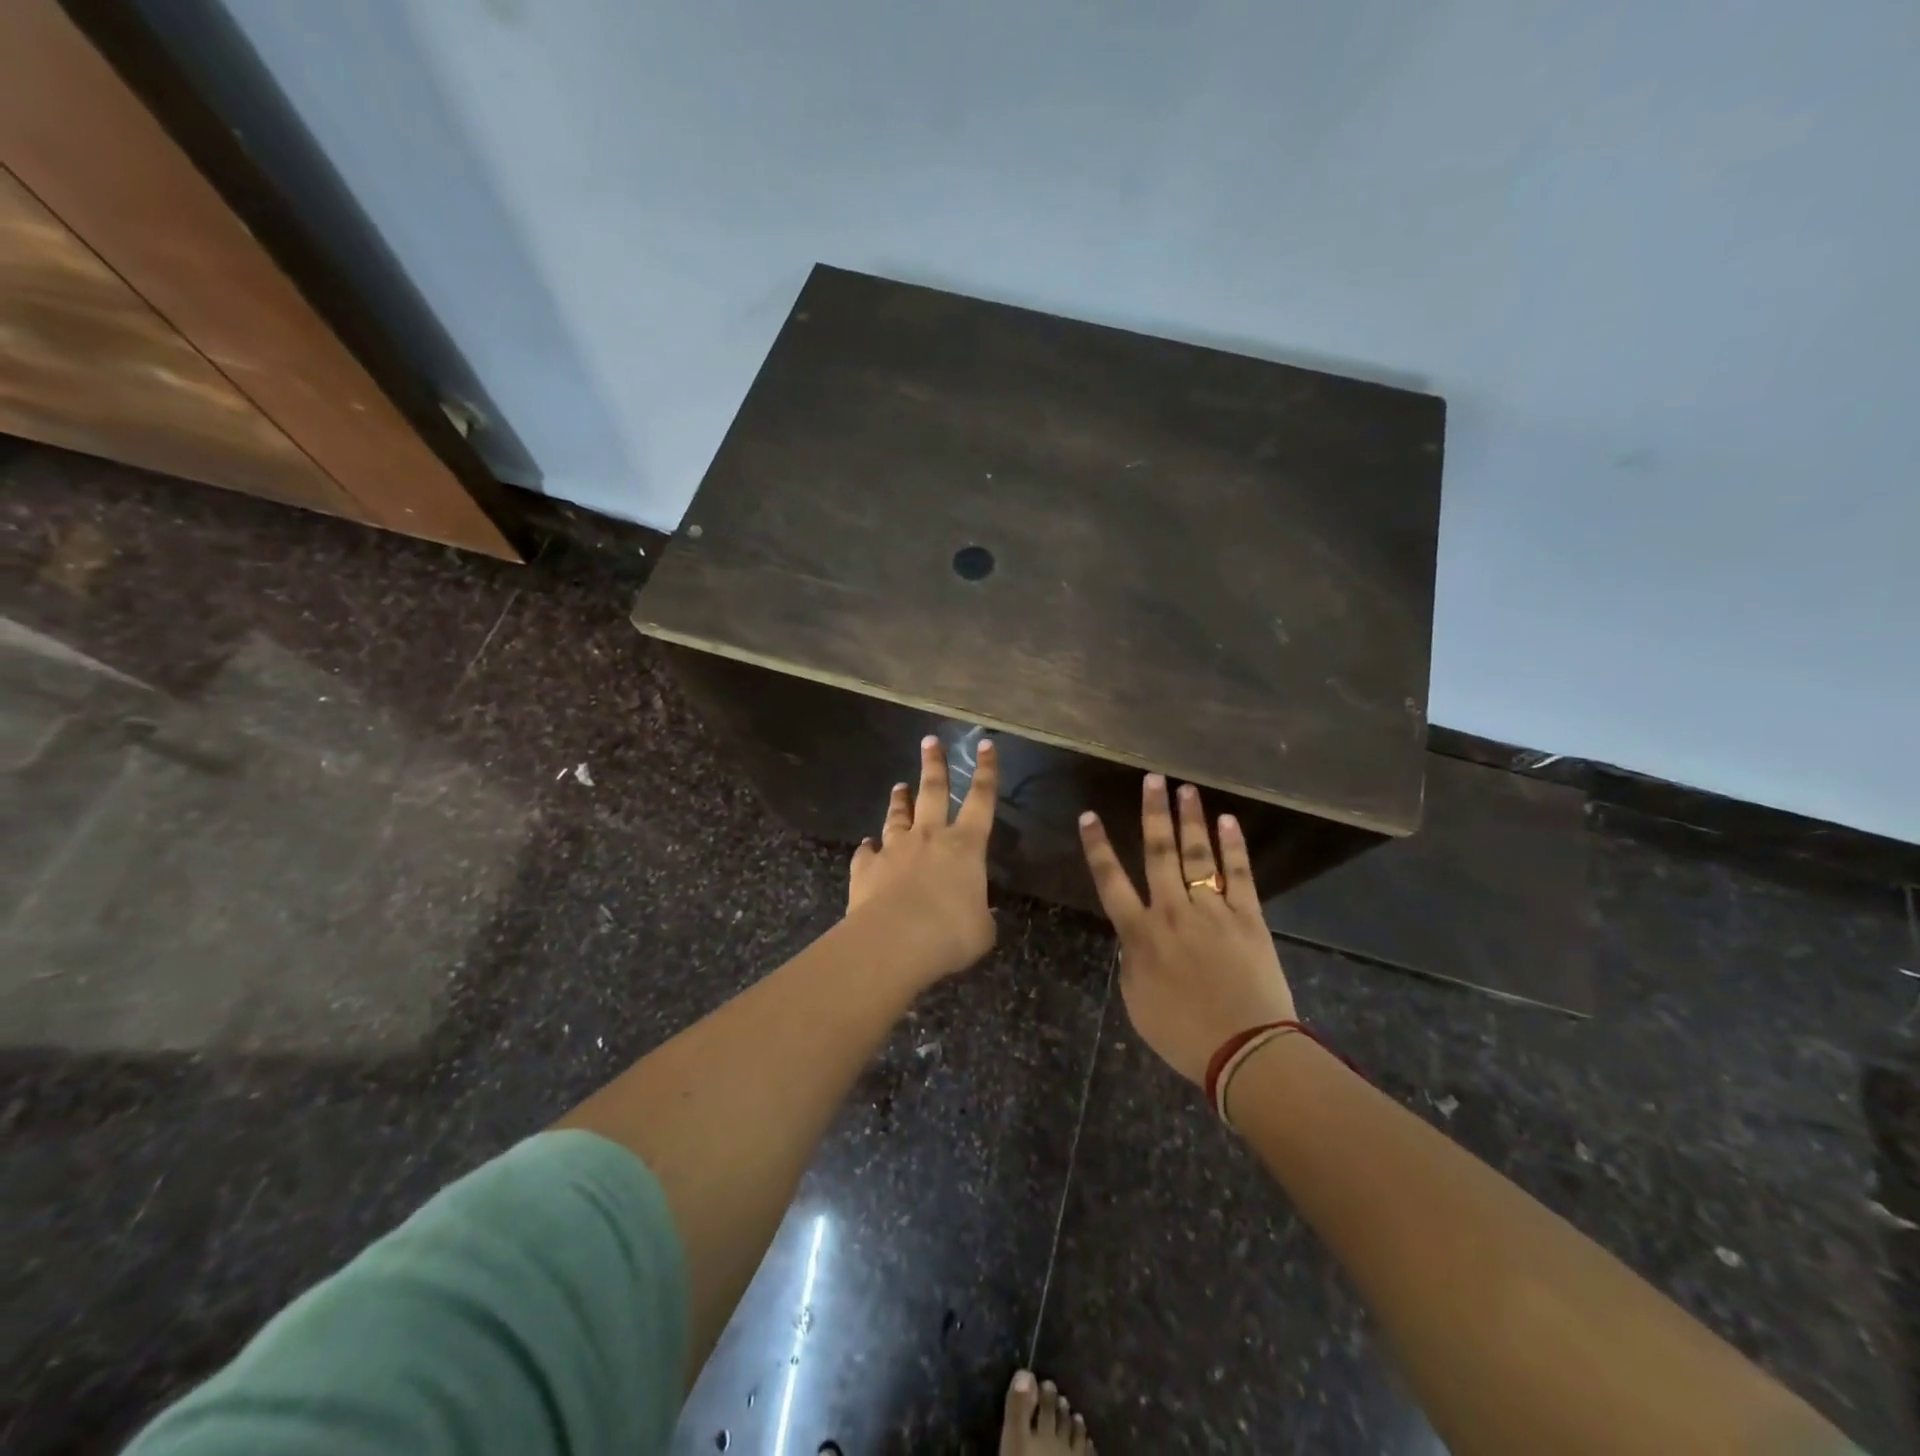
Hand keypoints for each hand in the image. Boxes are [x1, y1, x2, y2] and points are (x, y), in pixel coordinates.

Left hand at [846, 735, 998, 981]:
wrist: (894, 941)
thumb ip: (980, 916)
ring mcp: (895, 849)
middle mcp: (930, 837)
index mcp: (966, 846)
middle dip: (934, 764)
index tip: (985, 745)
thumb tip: (977, 916)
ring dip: (900, 800)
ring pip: (898, 816)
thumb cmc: (950, 933)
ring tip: (899, 786)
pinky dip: (869, 847)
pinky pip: (868, 852)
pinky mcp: (867, 867)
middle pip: (933, 791)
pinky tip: (867, 845)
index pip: (982, 799)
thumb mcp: (981, 930)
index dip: (986, 771)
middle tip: (930, 740)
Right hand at [1079, 775, 1295, 1084]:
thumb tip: (1135, 936)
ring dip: (1190, 819)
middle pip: (1158, 853)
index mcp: (1140, 934)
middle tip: (1152, 778)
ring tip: (1185, 787)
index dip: (1097, 847)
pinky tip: (1228, 821)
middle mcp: (1172, 912)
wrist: (1245, 1051)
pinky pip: (1239, 875)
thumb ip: (1132, 960)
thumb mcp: (1138, 1002)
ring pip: (1197, 855)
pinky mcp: (1248, 918)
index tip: (1089, 816)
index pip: (1110, 881)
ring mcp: (1213, 911)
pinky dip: (1233, 847)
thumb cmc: (1183, 1034)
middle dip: (1153, 813)